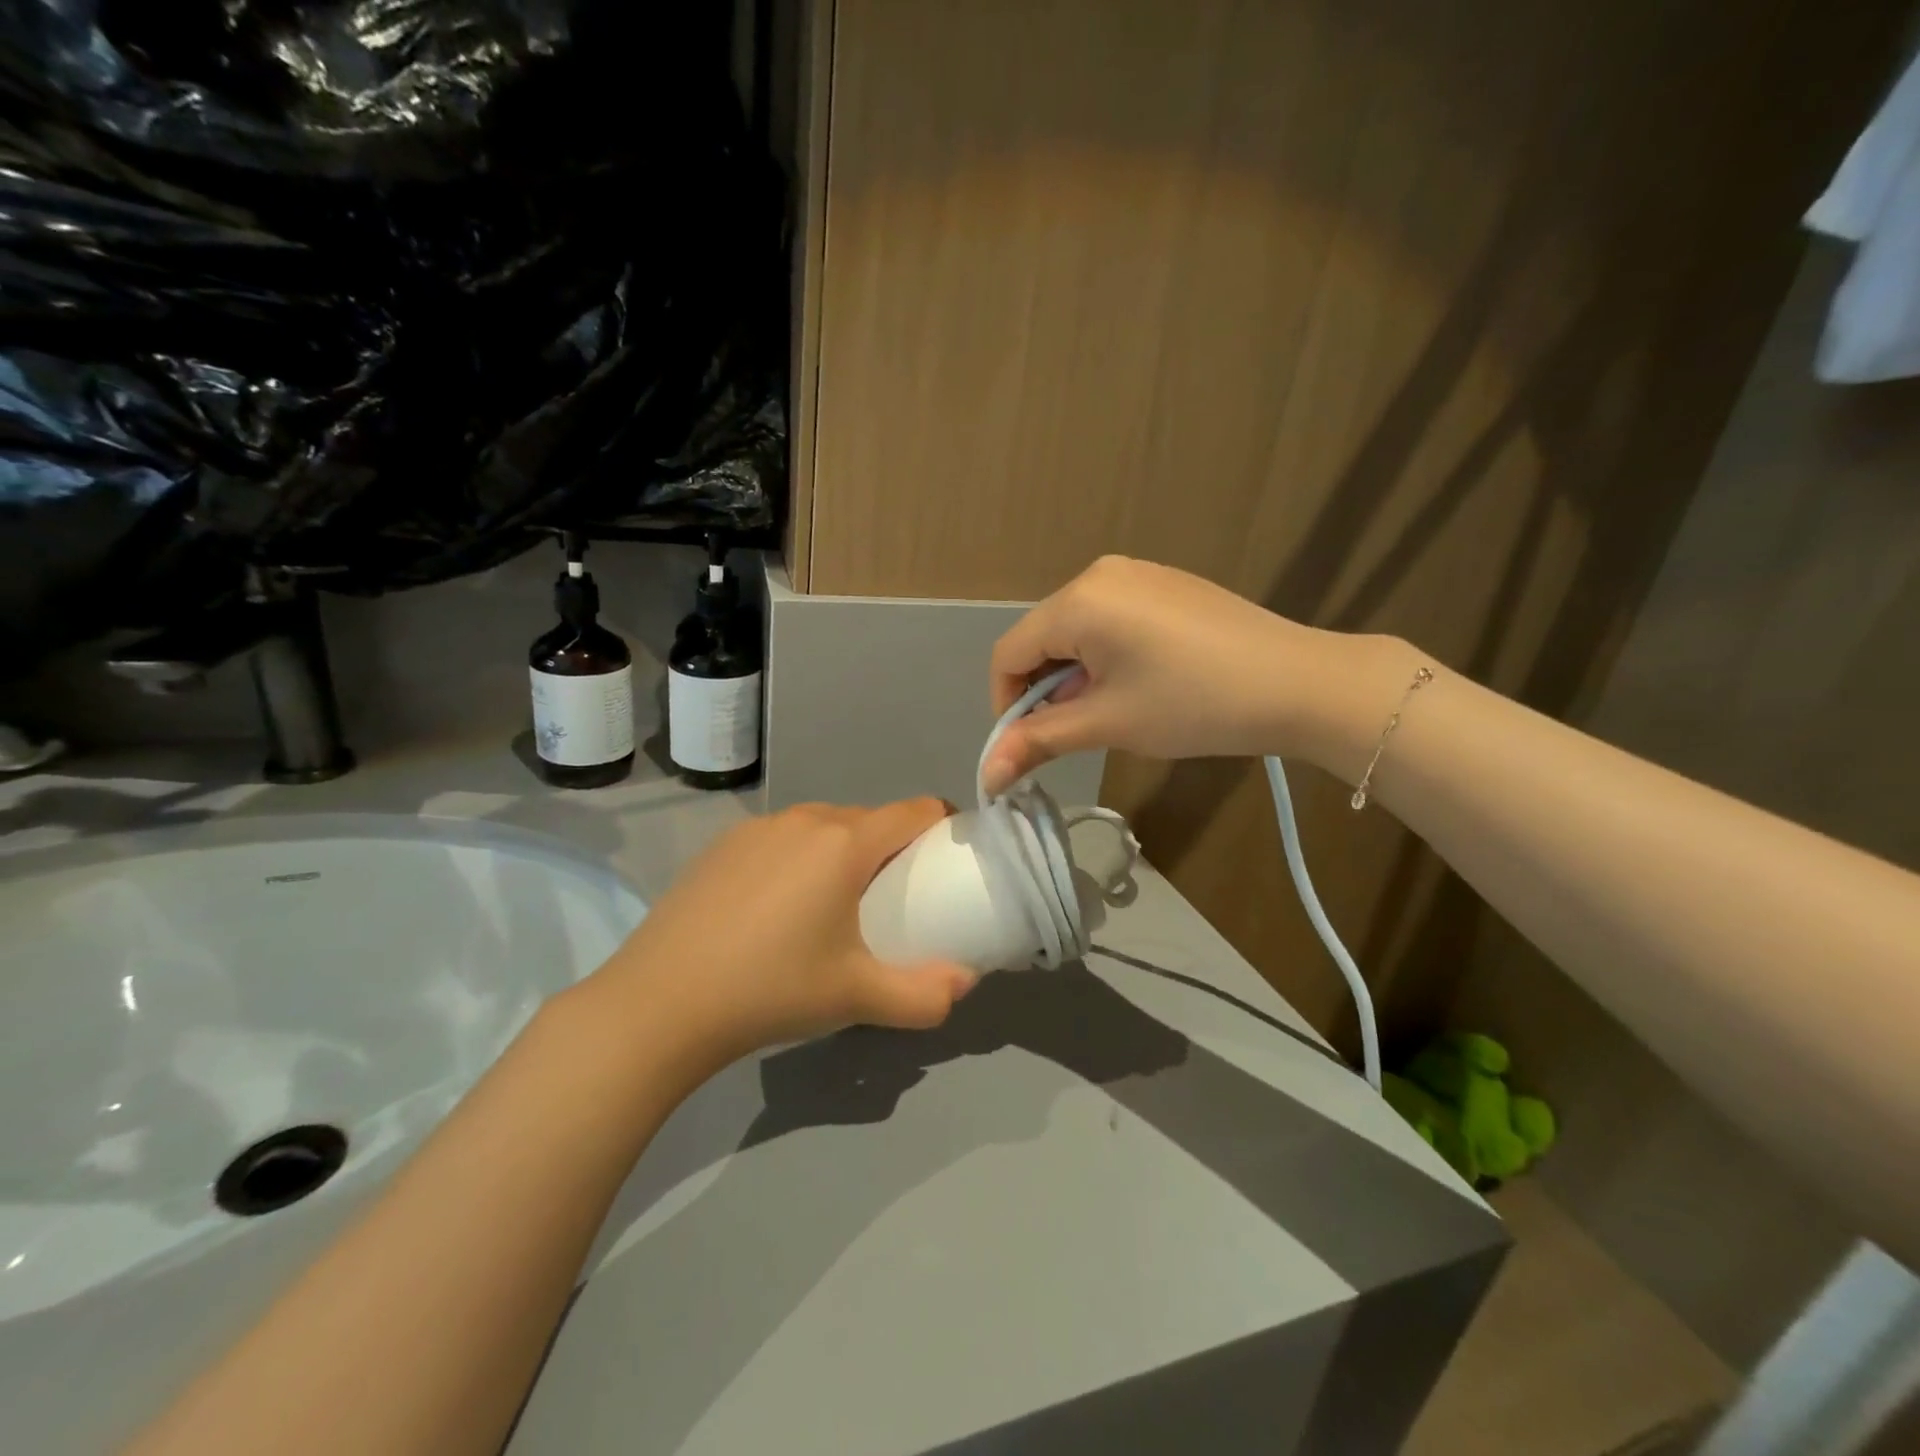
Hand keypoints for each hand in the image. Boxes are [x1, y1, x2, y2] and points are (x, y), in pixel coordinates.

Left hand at [585, 800, 976, 1075]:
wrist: (659, 1003)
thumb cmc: (772, 990)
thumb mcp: (857, 998)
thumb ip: (924, 995)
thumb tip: (965, 983)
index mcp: (845, 843)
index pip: (916, 809)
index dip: (942, 827)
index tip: (946, 863)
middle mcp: (805, 819)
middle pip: (870, 819)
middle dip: (891, 849)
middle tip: (891, 901)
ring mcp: (758, 827)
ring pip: (823, 826)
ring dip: (842, 853)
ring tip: (832, 906)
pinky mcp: (722, 844)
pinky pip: (782, 838)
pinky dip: (798, 859)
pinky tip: (775, 909)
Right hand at [983, 556, 1351, 791]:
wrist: (1299, 683)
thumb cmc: (1194, 704)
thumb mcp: (1109, 724)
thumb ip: (1039, 741)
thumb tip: (986, 776)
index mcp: (1079, 600)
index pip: (1009, 654)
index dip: (1007, 705)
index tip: (1029, 746)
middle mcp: (1099, 573)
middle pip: (1041, 638)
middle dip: (1045, 690)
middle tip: (1077, 732)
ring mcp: (1136, 573)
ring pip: (1075, 630)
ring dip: (1075, 675)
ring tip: (1112, 711)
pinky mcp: (1164, 583)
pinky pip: (1109, 619)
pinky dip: (1104, 655)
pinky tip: (1140, 683)